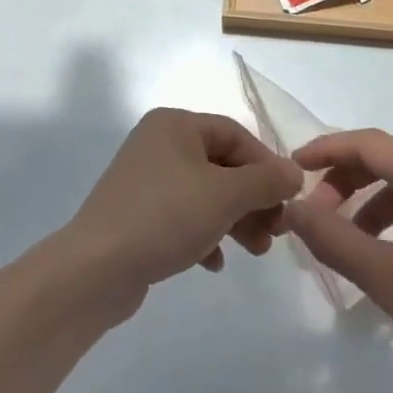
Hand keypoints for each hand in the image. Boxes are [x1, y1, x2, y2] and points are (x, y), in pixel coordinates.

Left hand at [64, 108, 303, 309]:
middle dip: (253, 199)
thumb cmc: (166, 216)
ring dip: (235, 220)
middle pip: (221, 165)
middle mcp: (158, 143)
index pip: (235, 134)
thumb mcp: (225, 196)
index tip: (288, 199)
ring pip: (205, 193)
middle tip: (276, 232)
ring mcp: (145, 179)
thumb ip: (266, 181)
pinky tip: (214, 263)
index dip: (267, 165)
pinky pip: (183, 216)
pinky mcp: (138, 213)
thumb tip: (295, 173)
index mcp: (174, 125)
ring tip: (256, 251)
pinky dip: (205, 234)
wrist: (97, 267)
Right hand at [284, 129, 392, 392]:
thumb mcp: (384, 278)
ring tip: (349, 237)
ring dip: (372, 198)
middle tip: (317, 211)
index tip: (293, 167)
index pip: (368, 143)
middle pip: (389, 157)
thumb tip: (293, 207)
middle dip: (346, 178)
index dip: (326, 150)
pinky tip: (390, 249)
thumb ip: (331, 237)